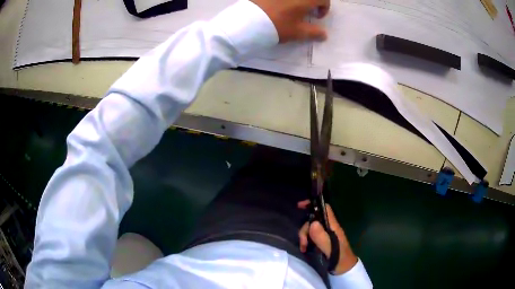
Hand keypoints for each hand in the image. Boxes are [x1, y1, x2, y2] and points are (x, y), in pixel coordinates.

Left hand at [251, 0, 329, 42]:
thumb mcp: (297, 32)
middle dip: (312, 2)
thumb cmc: (278, 26)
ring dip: (299, 1)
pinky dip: (285, 1)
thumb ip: (313, 32)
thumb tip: (324, 35)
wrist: (249, 21)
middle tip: (306, 10)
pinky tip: (280, 5)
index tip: (317, 17)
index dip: (324, 8)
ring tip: (293, 9)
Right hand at [297, 200, 357, 274]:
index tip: (300, 206)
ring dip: (304, 236)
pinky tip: (305, 248)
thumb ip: (322, 237)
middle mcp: (329, 227)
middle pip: (314, 220)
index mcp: (333, 226)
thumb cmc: (340, 259)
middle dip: (305, 229)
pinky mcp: (322, 240)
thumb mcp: (330, 249)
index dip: (313, 204)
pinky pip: (311, 236)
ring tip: (304, 248)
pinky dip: (306, 241)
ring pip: (311, 228)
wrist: (345, 269)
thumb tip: (312, 223)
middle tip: (303, 243)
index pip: (325, 208)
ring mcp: (326, 234)